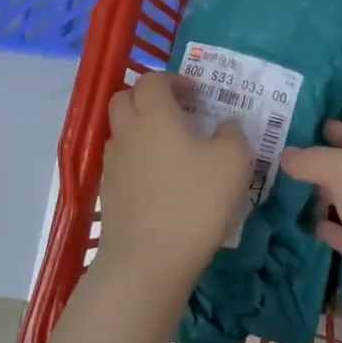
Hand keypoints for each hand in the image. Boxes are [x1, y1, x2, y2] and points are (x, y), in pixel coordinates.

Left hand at [97, 71, 253, 299]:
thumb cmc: (194, 202)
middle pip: (124, 98)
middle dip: (148, 98)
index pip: (152, 80)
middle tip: (176, 112)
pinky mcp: (108, 194)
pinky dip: (137, 160)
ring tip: (170, 148)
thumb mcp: (233, 163)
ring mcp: (113, 164)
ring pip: (120, 131)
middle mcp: (127, 132)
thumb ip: (233, 135)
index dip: (172, 80)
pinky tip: (160, 181)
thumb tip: (226, 125)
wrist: (147, 262)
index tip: (195, 94)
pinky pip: (121, 162)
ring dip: (140, 129)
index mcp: (154, 115)